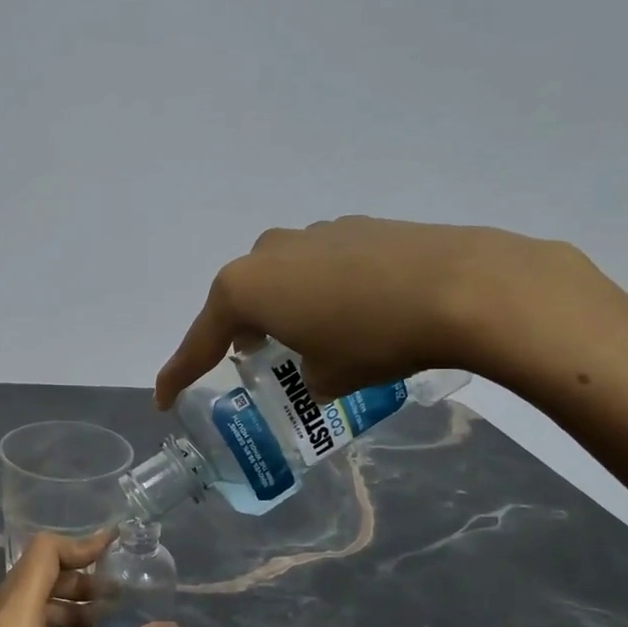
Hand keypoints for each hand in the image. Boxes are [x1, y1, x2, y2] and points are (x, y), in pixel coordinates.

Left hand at [0, 532, 185, 626]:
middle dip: (75, 574)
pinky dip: (40, 621)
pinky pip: (6, 625)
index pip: (42, 555)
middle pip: (30, 574)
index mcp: (7, 625)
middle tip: (118, 589)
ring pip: (17, 600)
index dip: (81, 545)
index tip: (117, 546)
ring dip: (59, 599)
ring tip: (103, 616)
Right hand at [155, 217, 592, 405]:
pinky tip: (356, 310)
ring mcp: (314, 233)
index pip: (201, 340)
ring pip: (281, 275)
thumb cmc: (375, 339)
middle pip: (239, 297)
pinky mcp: (357, 227)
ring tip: (311, 335)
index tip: (163, 399)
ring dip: (284, 306)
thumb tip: (320, 365)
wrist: (463, 287)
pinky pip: (320, 264)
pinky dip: (323, 289)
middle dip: (240, 330)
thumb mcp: (330, 376)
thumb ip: (309, 372)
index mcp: (246, 287)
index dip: (180, 373)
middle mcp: (270, 252)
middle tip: (252, 358)